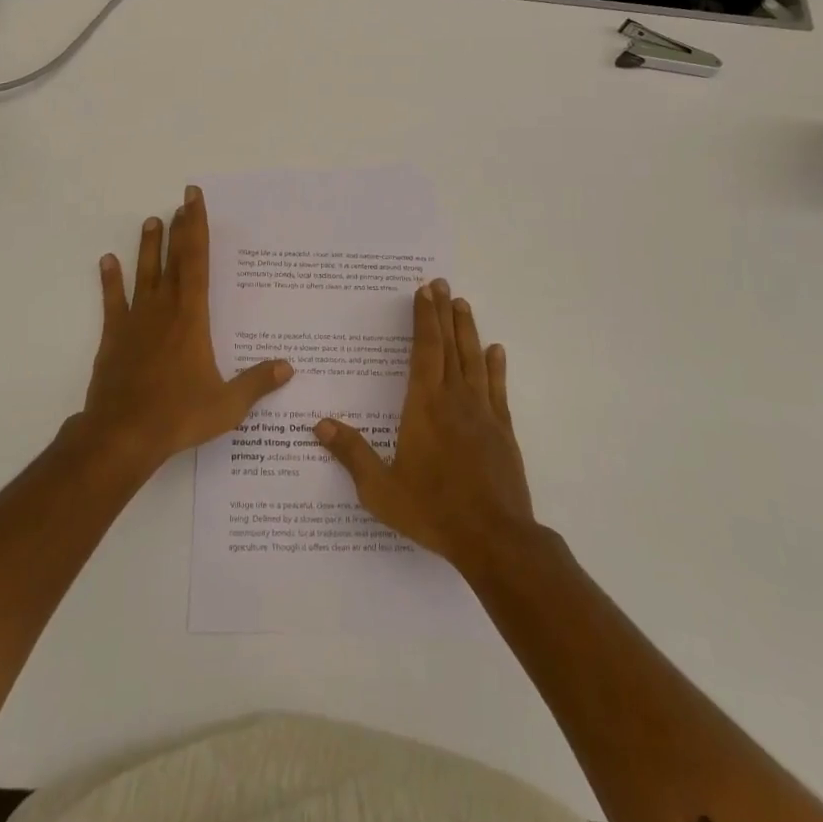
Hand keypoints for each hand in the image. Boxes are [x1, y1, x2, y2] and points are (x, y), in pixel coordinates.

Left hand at [77, 185, 293, 474]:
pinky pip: (112, 301)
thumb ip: (257, 383)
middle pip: (174, 259)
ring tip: (151, 221)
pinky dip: (110, 280)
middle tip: (182, 201)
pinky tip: (107, 260)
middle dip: (180, 228)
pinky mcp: (114, 336)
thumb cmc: (178, 415)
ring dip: (148, 246)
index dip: (197, 228)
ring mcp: (136, 320)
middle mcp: (164, 309)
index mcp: (192, 317)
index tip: (194, 200)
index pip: (197, 262)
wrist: (122, 434)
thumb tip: (288, 367)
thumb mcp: (227, 405)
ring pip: (144, 273)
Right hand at [315, 279, 534, 573]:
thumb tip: (319, 425)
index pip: (424, 350)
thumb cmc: (433, 510)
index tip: (424, 291)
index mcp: (424, 406)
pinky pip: (498, 388)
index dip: (423, 318)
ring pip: (474, 359)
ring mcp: (483, 412)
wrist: (495, 538)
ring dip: (467, 329)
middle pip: (448, 345)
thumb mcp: (381, 489)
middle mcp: (454, 399)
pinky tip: (495, 351)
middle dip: (443, 312)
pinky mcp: (503, 430)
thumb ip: (352, 454)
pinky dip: (495, 366)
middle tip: (442, 283)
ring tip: (463, 304)